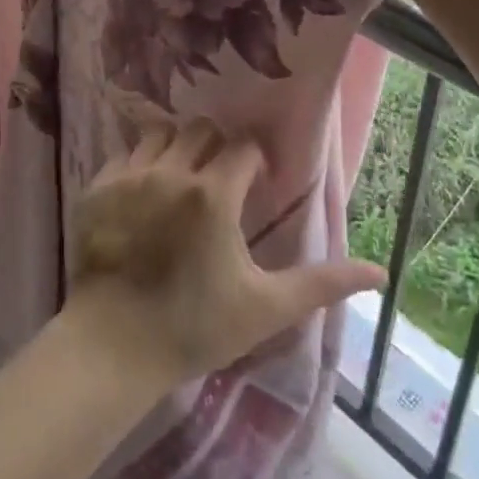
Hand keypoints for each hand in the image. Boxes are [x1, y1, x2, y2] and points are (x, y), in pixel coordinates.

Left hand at [65, 119, 385, 391]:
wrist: (113, 348)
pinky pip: (125, 154)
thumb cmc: (195, 328)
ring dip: (178, 148)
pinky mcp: (98, 187)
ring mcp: (129, 176)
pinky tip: (145, 194)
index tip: (257, 184)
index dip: (255, 161)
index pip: (243, 147)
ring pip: (161, 133)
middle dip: (217, 147)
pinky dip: (140, 163)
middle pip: (201, 130)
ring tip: (183, 181)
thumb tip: (380, 273)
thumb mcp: (265, 308)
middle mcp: (171, 171)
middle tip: (221, 180)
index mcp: (213, 194)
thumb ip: (322, 284)